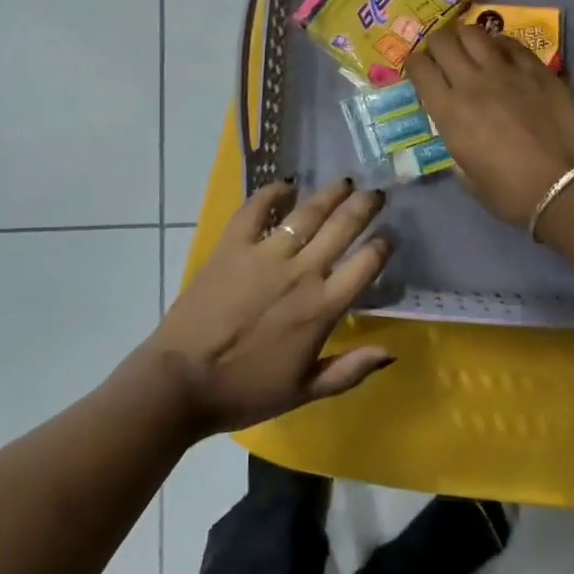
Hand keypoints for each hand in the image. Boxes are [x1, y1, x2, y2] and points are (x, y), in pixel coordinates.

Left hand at [142, 179, 393, 434]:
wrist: (183, 381)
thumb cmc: (246, 391)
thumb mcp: (305, 391)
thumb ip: (350, 370)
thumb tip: (391, 350)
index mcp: (322, 308)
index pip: (366, 265)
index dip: (382, 246)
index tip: (388, 237)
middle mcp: (301, 273)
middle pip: (342, 227)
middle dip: (364, 206)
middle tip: (375, 193)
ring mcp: (265, 255)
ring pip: (307, 213)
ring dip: (330, 194)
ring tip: (344, 182)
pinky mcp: (232, 246)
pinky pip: (256, 209)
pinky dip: (272, 193)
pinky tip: (285, 186)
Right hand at [404, 24, 573, 226]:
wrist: (570, 187)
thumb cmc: (514, 195)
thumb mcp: (470, 180)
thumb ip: (457, 152)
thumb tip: (459, 138)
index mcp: (449, 112)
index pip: (419, 68)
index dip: (413, 64)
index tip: (417, 70)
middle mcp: (472, 83)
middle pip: (443, 41)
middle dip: (436, 44)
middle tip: (441, 56)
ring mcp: (507, 72)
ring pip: (475, 33)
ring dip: (465, 37)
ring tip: (469, 49)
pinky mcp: (538, 70)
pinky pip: (511, 44)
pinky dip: (499, 44)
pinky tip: (501, 53)